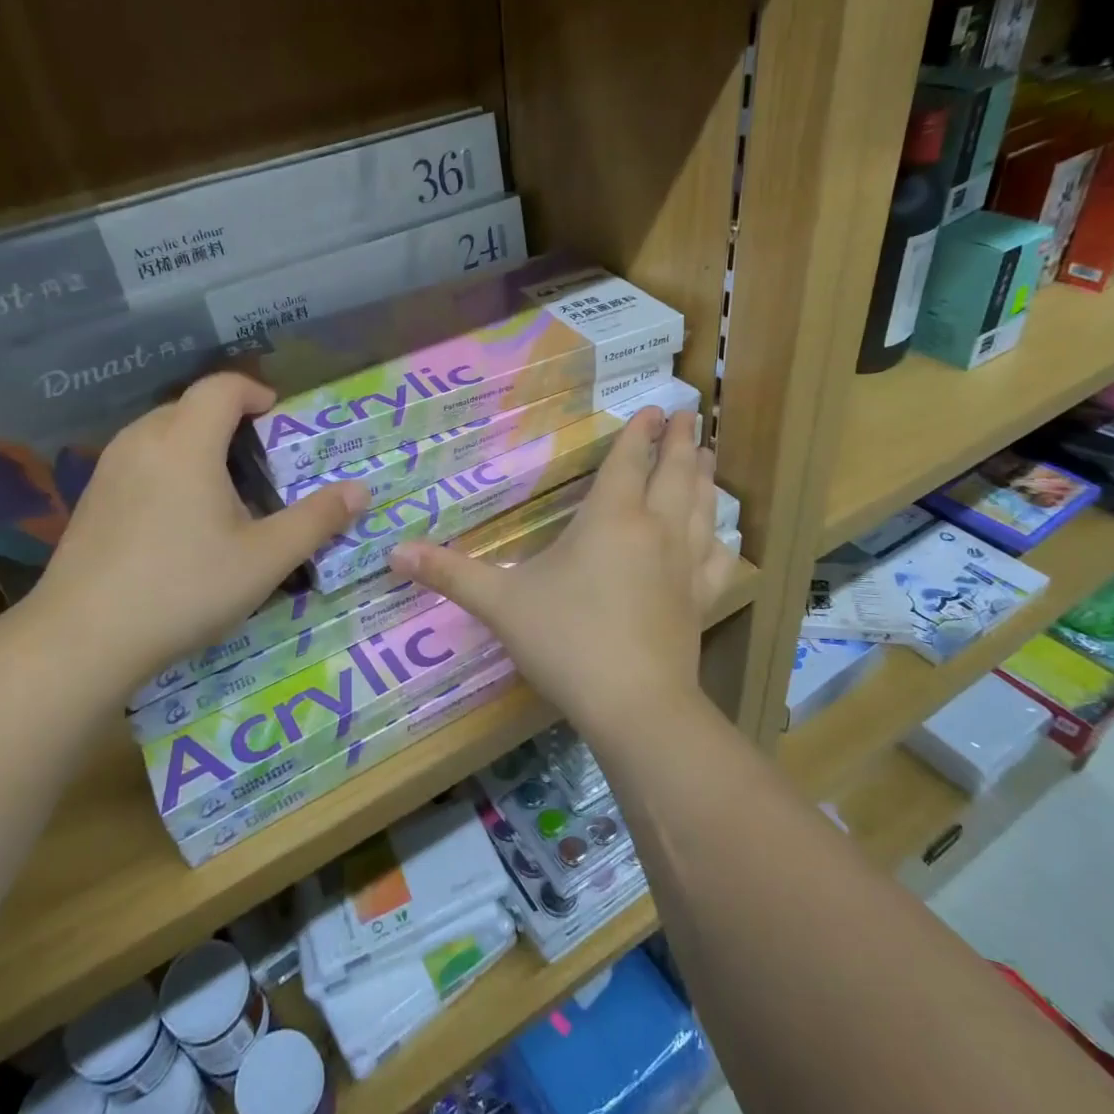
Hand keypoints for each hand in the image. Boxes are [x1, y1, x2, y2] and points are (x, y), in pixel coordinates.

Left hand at [28, 373, 365, 686]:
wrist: (82, 639)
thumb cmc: (184, 589)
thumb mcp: (265, 559)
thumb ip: (316, 520)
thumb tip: (361, 491)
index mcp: (185, 442)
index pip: (222, 387)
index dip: (255, 392)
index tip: (279, 418)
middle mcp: (142, 441)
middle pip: (190, 405)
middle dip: (229, 418)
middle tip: (261, 459)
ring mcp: (109, 469)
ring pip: (160, 432)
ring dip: (198, 442)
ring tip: (224, 486)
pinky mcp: (91, 498)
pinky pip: (139, 459)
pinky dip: (169, 466)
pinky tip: (180, 517)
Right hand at [386, 409, 738, 734]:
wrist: (634, 704)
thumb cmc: (566, 641)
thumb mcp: (501, 603)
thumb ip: (450, 574)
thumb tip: (393, 552)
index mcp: (612, 519)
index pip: (629, 461)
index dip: (639, 433)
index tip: (655, 409)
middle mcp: (656, 530)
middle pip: (674, 474)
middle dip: (680, 443)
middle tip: (690, 416)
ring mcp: (684, 565)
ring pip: (701, 508)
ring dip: (703, 477)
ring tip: (708, 454)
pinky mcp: (700, 600)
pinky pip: (715, 559)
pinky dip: (718, 539)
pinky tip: (719, 536)